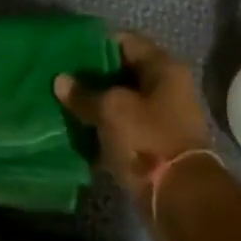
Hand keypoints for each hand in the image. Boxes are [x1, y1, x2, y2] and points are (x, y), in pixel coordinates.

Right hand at [54, 33, 212, 209]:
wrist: (180, 198)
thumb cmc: (148, 140)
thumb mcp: (111, 111)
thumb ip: (84, 94)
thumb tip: (60, 80)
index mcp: (163, 68)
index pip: (126, 41)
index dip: (97, 44)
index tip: (68, 51)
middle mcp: (167, 88)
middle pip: (123, 73)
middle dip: (93, 77)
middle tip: (62, 79)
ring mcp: (162, 119)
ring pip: (122, 103)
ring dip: (97, 105)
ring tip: (63, 104)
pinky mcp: (154, 146)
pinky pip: (124, 130)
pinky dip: (104, 131)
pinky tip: (78, 133)